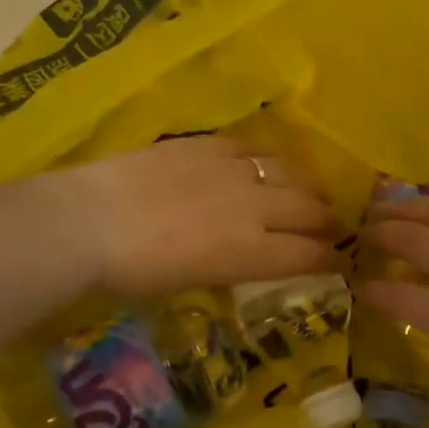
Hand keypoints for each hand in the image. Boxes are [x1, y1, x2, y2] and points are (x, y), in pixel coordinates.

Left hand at [54, 137, 342, 298]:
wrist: (88, 222)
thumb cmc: (133, 272)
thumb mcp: (191, 282)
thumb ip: (230, 267)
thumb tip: (248, 258)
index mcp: (250, 252)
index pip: (307, 255)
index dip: (330, 259)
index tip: (340, 262)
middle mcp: (253, 208)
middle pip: (308, 210)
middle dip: (328, 221)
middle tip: (334, 226)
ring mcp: (231, 171)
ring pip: (289, 173)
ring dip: (307, 186)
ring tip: (311, 192)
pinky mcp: (207, 145)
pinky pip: (252, 147)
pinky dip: (267, 159)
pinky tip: (266, 164)